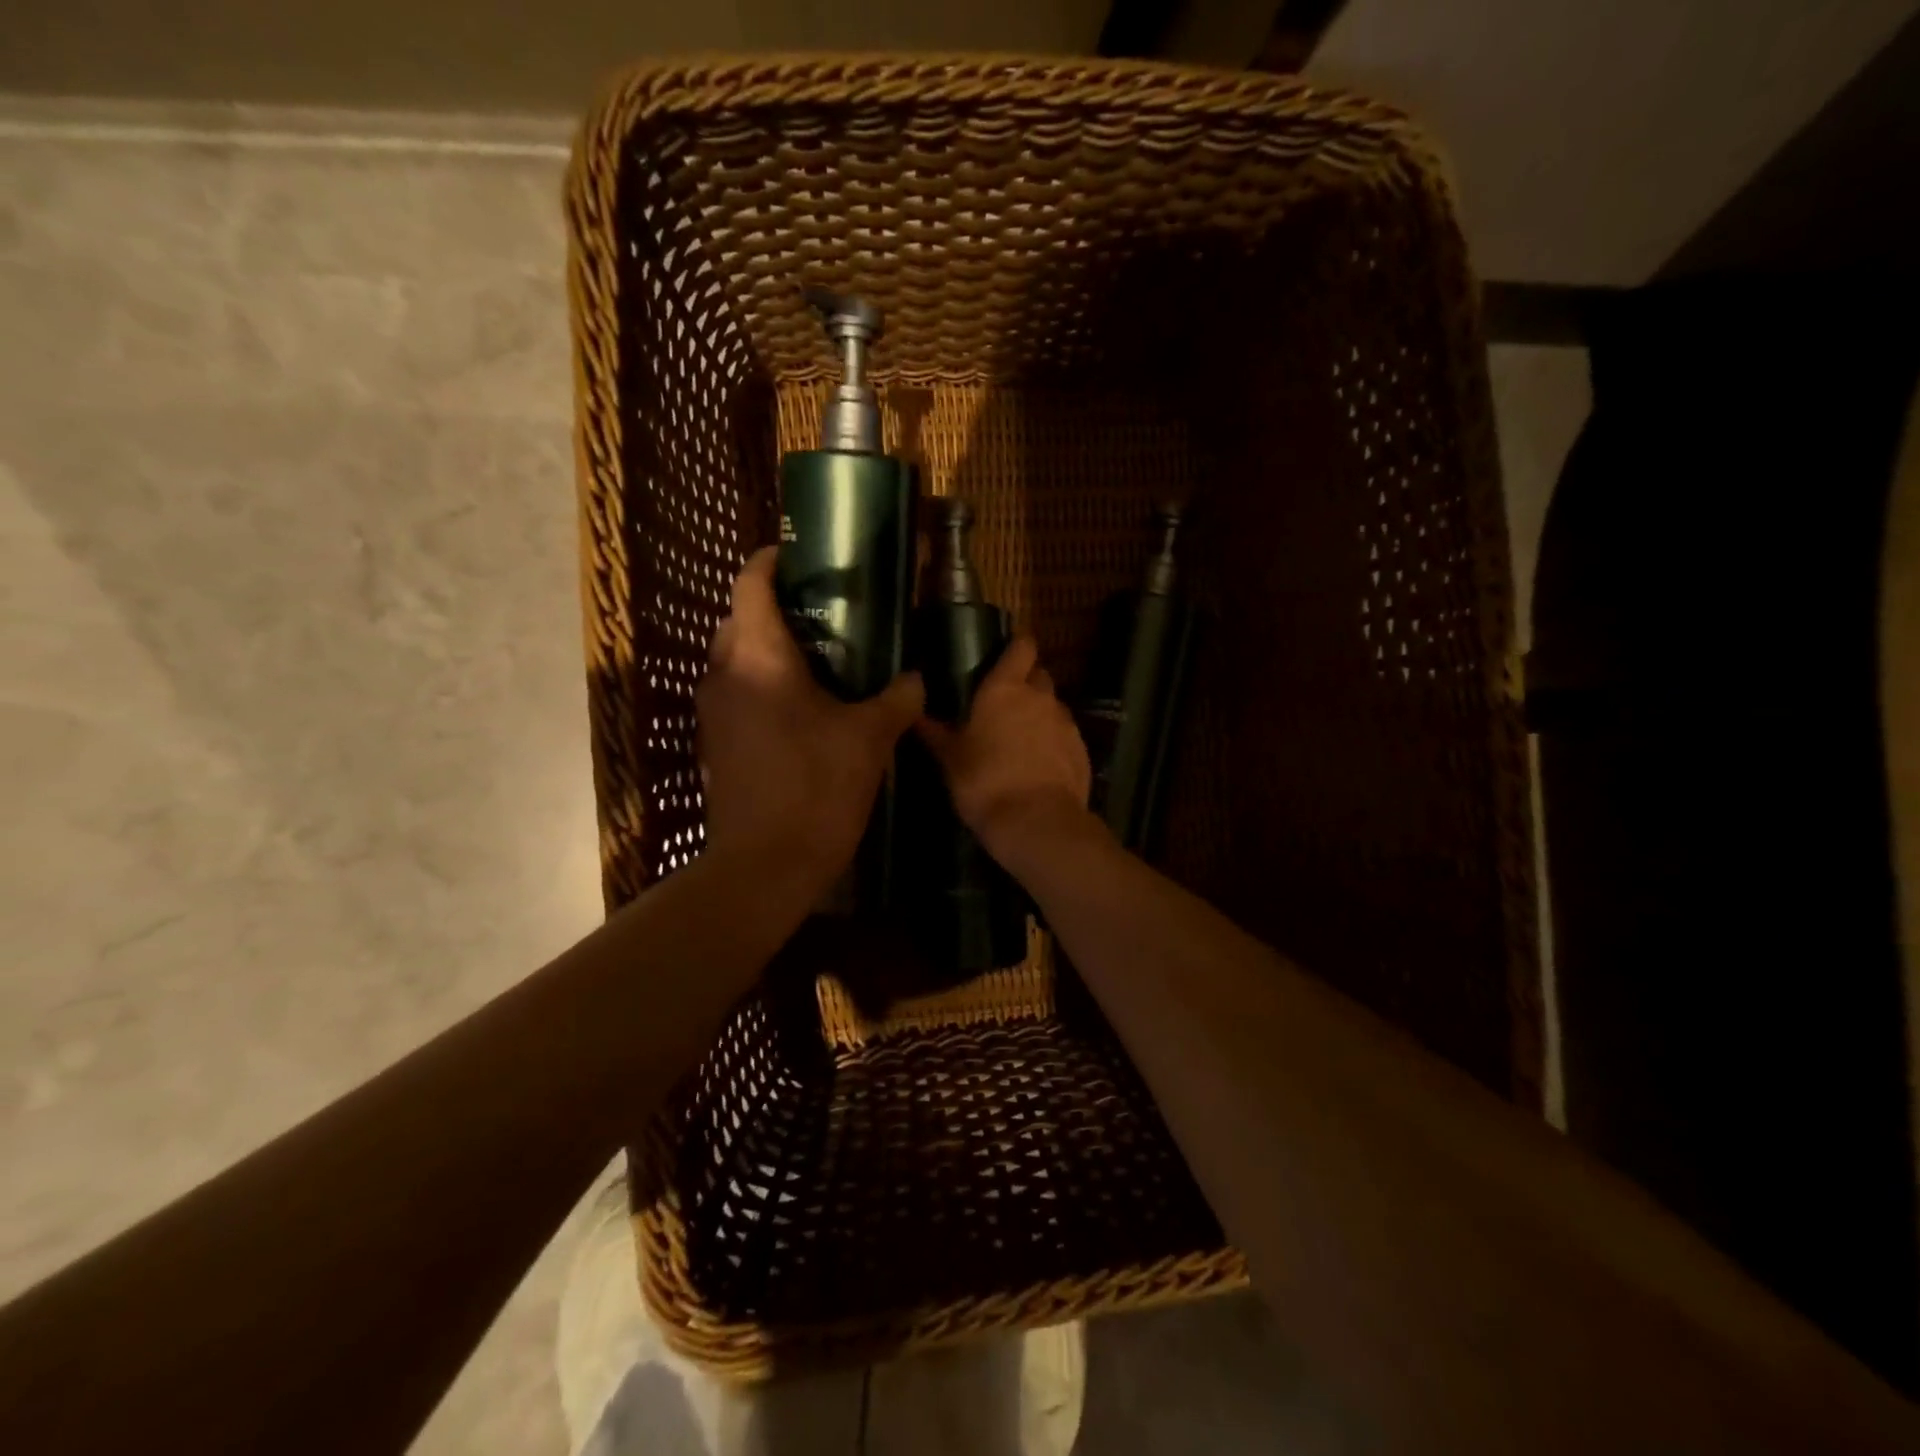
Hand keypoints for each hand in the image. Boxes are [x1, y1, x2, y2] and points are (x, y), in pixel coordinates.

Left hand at [697, 548, 922, 890]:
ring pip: (732, 657)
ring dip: (764, 646)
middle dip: (772, 605)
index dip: (771, 562)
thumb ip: (896, 698)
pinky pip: (733, 691)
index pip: (751, 585)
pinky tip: (797, 704)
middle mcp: (723, 673)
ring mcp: (711, 710)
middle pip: (737, 618)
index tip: (799, 556)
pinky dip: (758, 682)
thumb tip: (917, 677)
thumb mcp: (869, 738)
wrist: (764, 864)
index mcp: (758, 657)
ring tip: (815, 655)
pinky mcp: (712, 742)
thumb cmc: (817, 787)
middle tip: (822, 611)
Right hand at [915, 635, 1093, 864]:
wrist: (1036, 822)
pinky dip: (1054, 742)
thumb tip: (916, 715)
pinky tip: (1039, 765)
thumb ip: (935, 733)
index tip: (1004, 656)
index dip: (1016, 647)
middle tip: (1005, 704)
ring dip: (1040, 715)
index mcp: (1006, 689)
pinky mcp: (1082, 750)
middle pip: (1039, 675)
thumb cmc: (984, 782)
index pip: (1022, 647)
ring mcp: (1066, 723)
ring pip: (1053, 707)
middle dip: (1026, 683)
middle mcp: (1041, 697)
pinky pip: (1065, 736)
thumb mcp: (950, 760)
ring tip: (1021, 740)